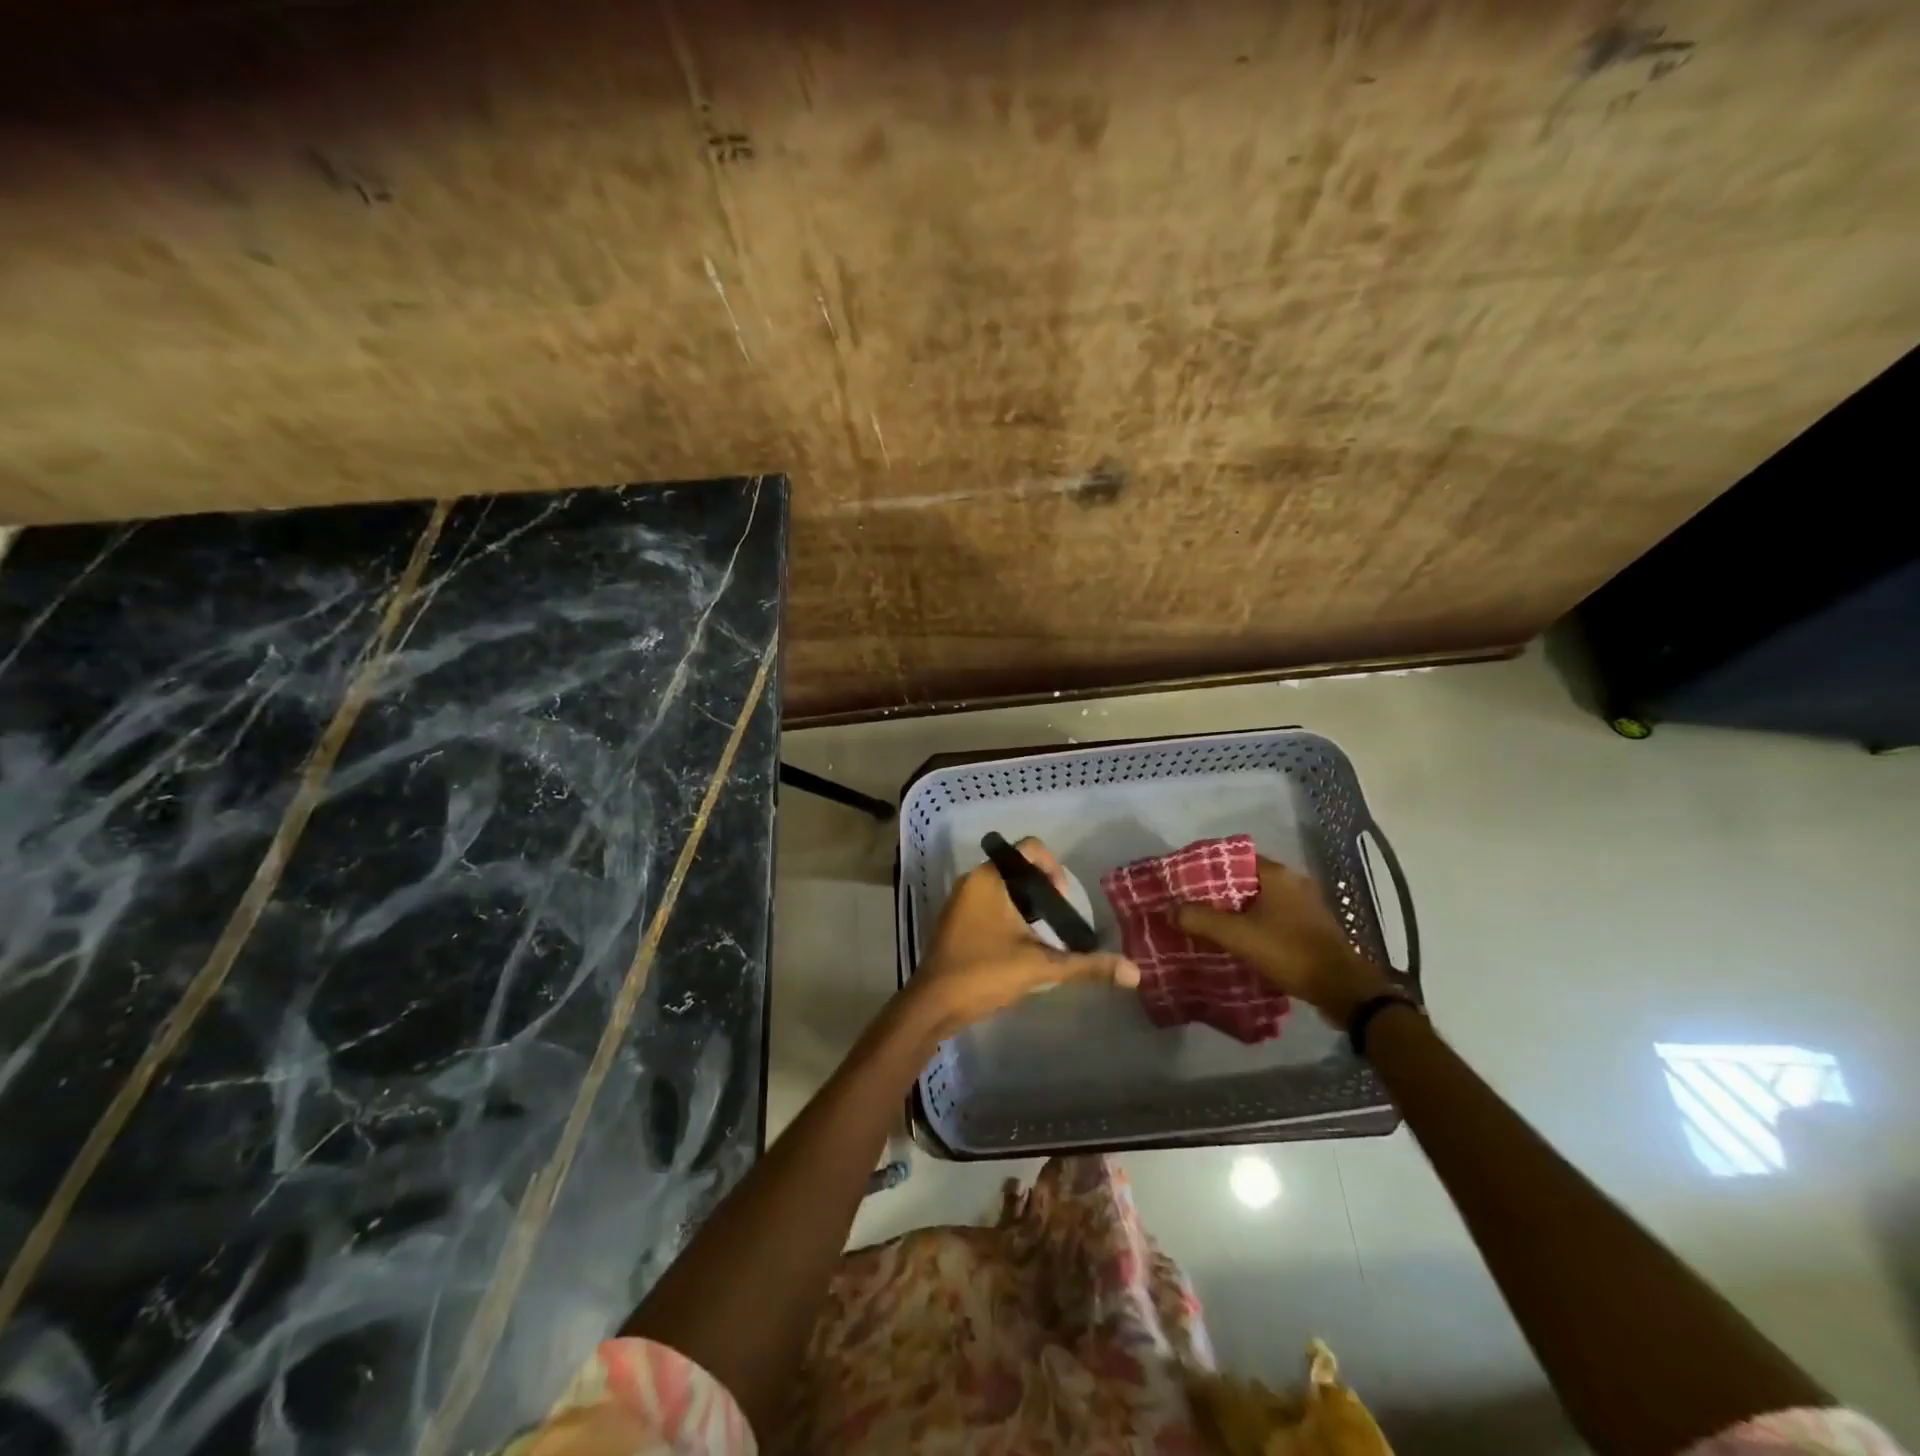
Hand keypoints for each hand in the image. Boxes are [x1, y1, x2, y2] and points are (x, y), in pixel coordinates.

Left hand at [909, 838, 1138, 1037]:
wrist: (933, 1005)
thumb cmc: (984, 973)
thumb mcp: (1040, 967)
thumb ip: (1086, 965)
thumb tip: (1134, 973)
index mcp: (989, 879)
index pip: (1029, 849)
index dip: (1054, 868)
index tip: (1063, 901)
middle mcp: (972, 881)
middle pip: (1018, 869)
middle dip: (1043, 891)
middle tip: (1059, 921)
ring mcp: (960, 901)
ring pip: (1003, 888)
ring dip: (1027, 905)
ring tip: (1044, 936)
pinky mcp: (955, 920)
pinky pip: (989, 904)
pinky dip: (1009, 915)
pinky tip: (1020, 946)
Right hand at [1177, 857, 1395, 1028]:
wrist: (1342, 989)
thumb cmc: (1289, 952)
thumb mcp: (1239, 936)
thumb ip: (1202, 920)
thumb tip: (1171, 910)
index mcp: (1276, 874)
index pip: (1232, 858)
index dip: (1206, 867)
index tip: (1184, 880)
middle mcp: (1292, 881)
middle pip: (1243, 879)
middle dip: (1216, 892)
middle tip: (1190, 904)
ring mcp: (1304, 904)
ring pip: (1258, 899)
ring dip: (1235, 909)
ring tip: (1207, 922)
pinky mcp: (1309, 925)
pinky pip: (1271, 916)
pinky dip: (1252, 923)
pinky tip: (1236, 939)